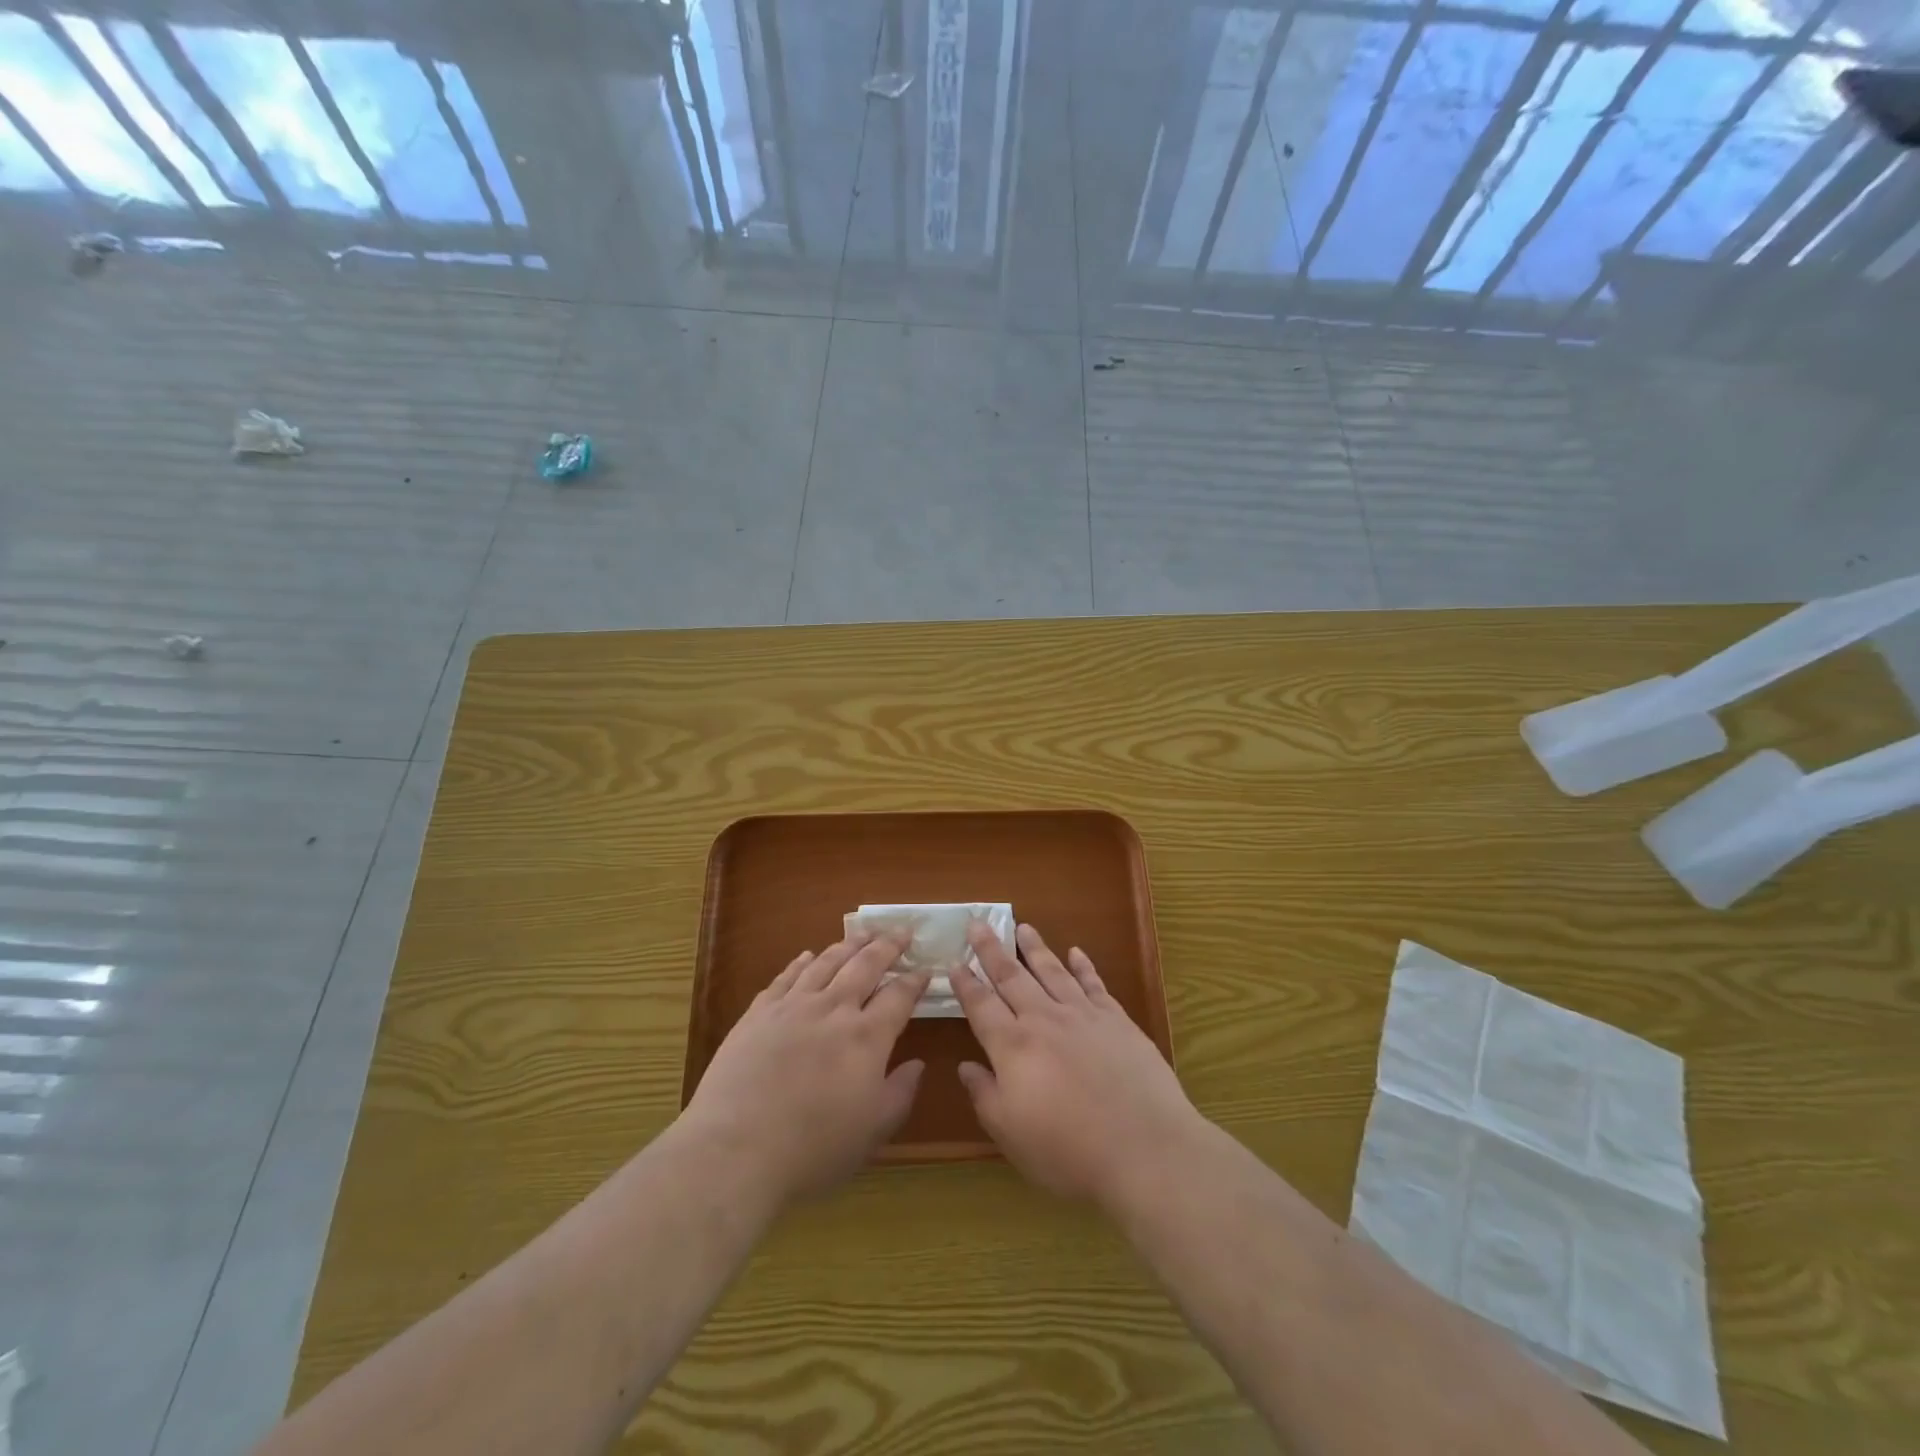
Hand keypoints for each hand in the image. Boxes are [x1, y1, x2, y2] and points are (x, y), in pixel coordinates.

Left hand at [681, 934, 928, 1206]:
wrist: (735, 1151)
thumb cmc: (813, 1150)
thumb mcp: (872, 1132)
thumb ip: (900, 1093)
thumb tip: (917, 1064)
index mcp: (867, 1037)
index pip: (899, 996)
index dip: (915, 981)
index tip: (926, 970)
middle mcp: (833, 1010)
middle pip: (865, 965)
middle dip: (888, 946)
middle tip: (902, 932)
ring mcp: (793, 1007)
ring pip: (827, 962)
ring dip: (849, 945)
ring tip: (862, 934)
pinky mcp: (758, 1013)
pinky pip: (786, 977)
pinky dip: (802, 962)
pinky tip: (808, 956)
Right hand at [950, 922, 1202, 1207]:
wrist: (1144, 1147)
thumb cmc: (1068, 1150)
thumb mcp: (1011, 1134)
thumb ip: (985, 1095)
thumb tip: (965, 1066)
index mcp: (1013, 1046)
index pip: (981, 1006)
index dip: (966, 984)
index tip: (953, 962)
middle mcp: (1044, 1019)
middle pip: (1011, 976)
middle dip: (991, 949)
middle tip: (977, 922)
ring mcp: (1083, 1015)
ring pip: (1052, 971)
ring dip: (1034, 948)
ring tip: (1022, 926)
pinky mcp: (1116, 1020)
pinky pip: (1094, 983)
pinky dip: (1084, 966)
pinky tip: (1076, 952)